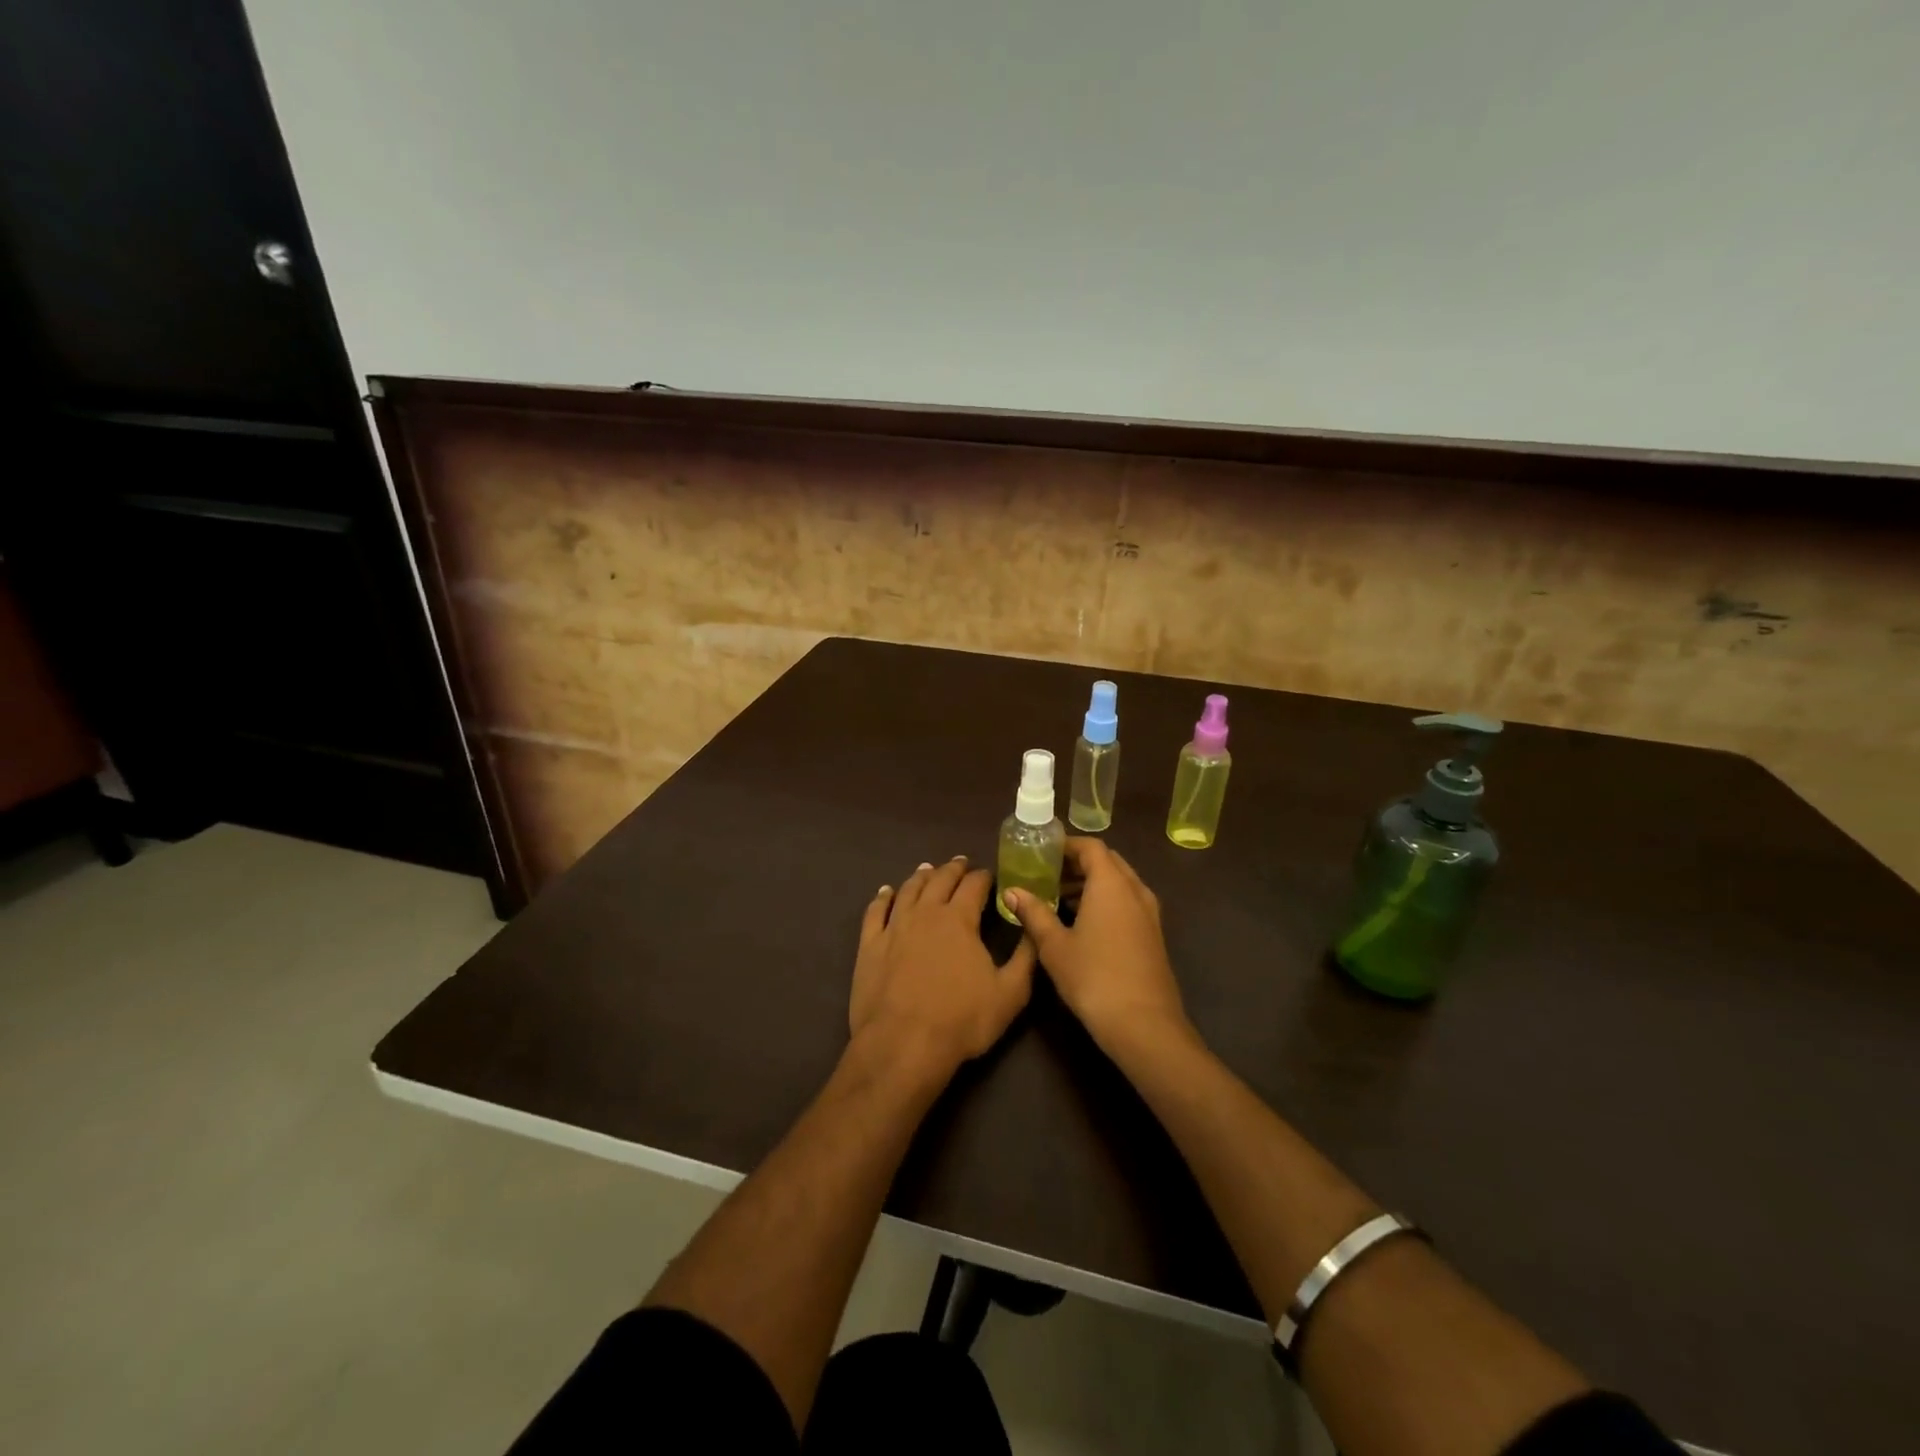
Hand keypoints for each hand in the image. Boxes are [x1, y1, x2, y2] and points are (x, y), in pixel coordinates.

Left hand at [850, 857, 1036, 1078]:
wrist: (903, 1045)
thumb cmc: (962, 1020)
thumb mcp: (1011, 993)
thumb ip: (1027, 956)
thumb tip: (1034, 924)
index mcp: (959, 919)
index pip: (974, 885)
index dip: (984, 877)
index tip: (990, 875)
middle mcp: (926, 913)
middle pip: (940, 880)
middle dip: (953, 869)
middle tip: (961, 863)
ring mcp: (894, 927)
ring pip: (908, 890)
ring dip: (921, 877)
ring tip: (928, 869)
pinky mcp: (870, 945)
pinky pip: (875, 912)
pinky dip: (882, 898)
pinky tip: (886, 892)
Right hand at [1006, 837, 1187, 1048]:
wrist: (1144, 1025)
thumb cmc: (1094, 978)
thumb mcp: (1054, 946)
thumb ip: (1033, 913)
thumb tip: (1012, 891)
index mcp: (1111, 884)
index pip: (1090, 846)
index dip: (1066, 845)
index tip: (1042, 853)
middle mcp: (1134, 890)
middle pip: (1107, 862)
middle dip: (1078, 864)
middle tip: (1047, 875)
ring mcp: (1149, 913)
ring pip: (1120, 883)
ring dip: (1092, 884)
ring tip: (1059, 899)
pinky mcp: (1153, 935)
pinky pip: (1127, 902)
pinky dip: (1106, 901)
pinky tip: (1083, 924)